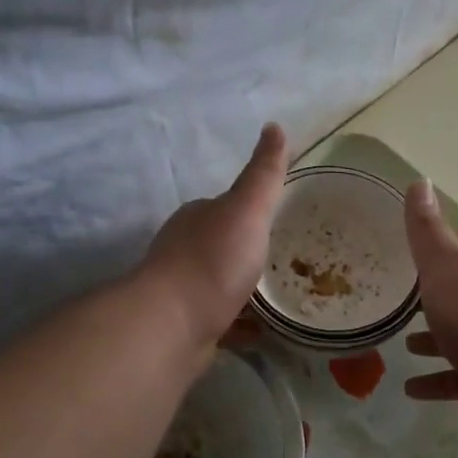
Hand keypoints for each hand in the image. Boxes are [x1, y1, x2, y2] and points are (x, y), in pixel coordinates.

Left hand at [143, 124, 288, 348]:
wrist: (171, 326)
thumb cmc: (213, 261)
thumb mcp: (247, 208)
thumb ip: (264, 173)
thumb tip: (275, 126)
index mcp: (197, 218)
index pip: (225, 206)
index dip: (251, 210)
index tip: (277, 219)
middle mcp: (184, 250)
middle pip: (222, 245)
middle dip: (248, 251)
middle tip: (286, 260)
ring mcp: (182, 291)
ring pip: (221, 284)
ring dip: (245, 288)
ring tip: (282, 296)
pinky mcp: (186, 326)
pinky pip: (222, 320)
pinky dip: (241, 323)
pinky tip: (263, 331)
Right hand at [401, 179, 457, 443]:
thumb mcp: (442, 263)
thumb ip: (427, 230)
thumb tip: (419, 180)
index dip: (437, 264)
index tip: (411, 266)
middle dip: (435, 306)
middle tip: (403, 311)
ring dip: (434, 344)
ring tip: (404, 349)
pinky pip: (457, 381)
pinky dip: (435, 383)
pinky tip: (410, 390)